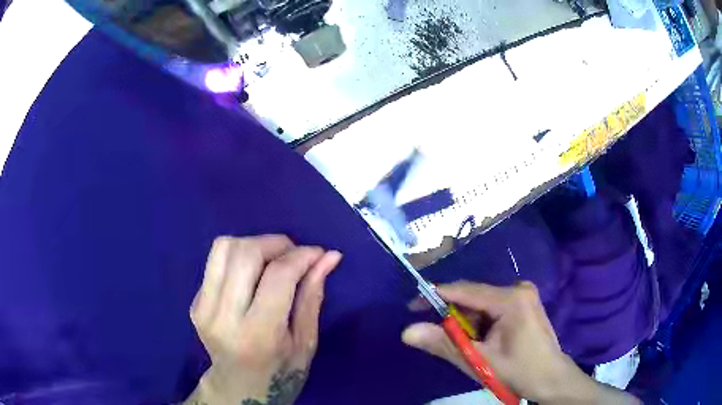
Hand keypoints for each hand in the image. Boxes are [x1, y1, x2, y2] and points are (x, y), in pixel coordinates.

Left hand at [184, 235, 341, 404]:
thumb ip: (313, 296)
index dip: (301, 255)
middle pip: (245, 253)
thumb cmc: (280, 372)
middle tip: (294, 254)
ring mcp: (204, 308)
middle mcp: (224, 316)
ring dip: (254, 244)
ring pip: (224, 248)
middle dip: (276, 243)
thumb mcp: (306, 342)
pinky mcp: (194, 302)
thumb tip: (329, 256)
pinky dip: (239, 258)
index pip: (277, 276)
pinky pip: (216, 261)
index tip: (318, 253)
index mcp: (258, 334)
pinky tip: (251, 276)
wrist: (238, 388)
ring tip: (272, 259)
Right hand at [402, 281, 639, 403]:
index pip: (464, 290)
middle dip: (454, 317)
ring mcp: (523, 295)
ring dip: (468, 323)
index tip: (412, 307)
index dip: (435, 296)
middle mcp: (518, 289)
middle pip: (474, 297)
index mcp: (511, 298)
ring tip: (467, 346)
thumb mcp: (479, 361)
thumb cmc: (519, 371)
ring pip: (482, 304)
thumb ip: (444, 344)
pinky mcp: (524, 304)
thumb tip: (407, 332)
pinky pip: (492, 308)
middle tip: (441, 338)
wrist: (551, 379)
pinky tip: (482, 341)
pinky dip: (480, 324)